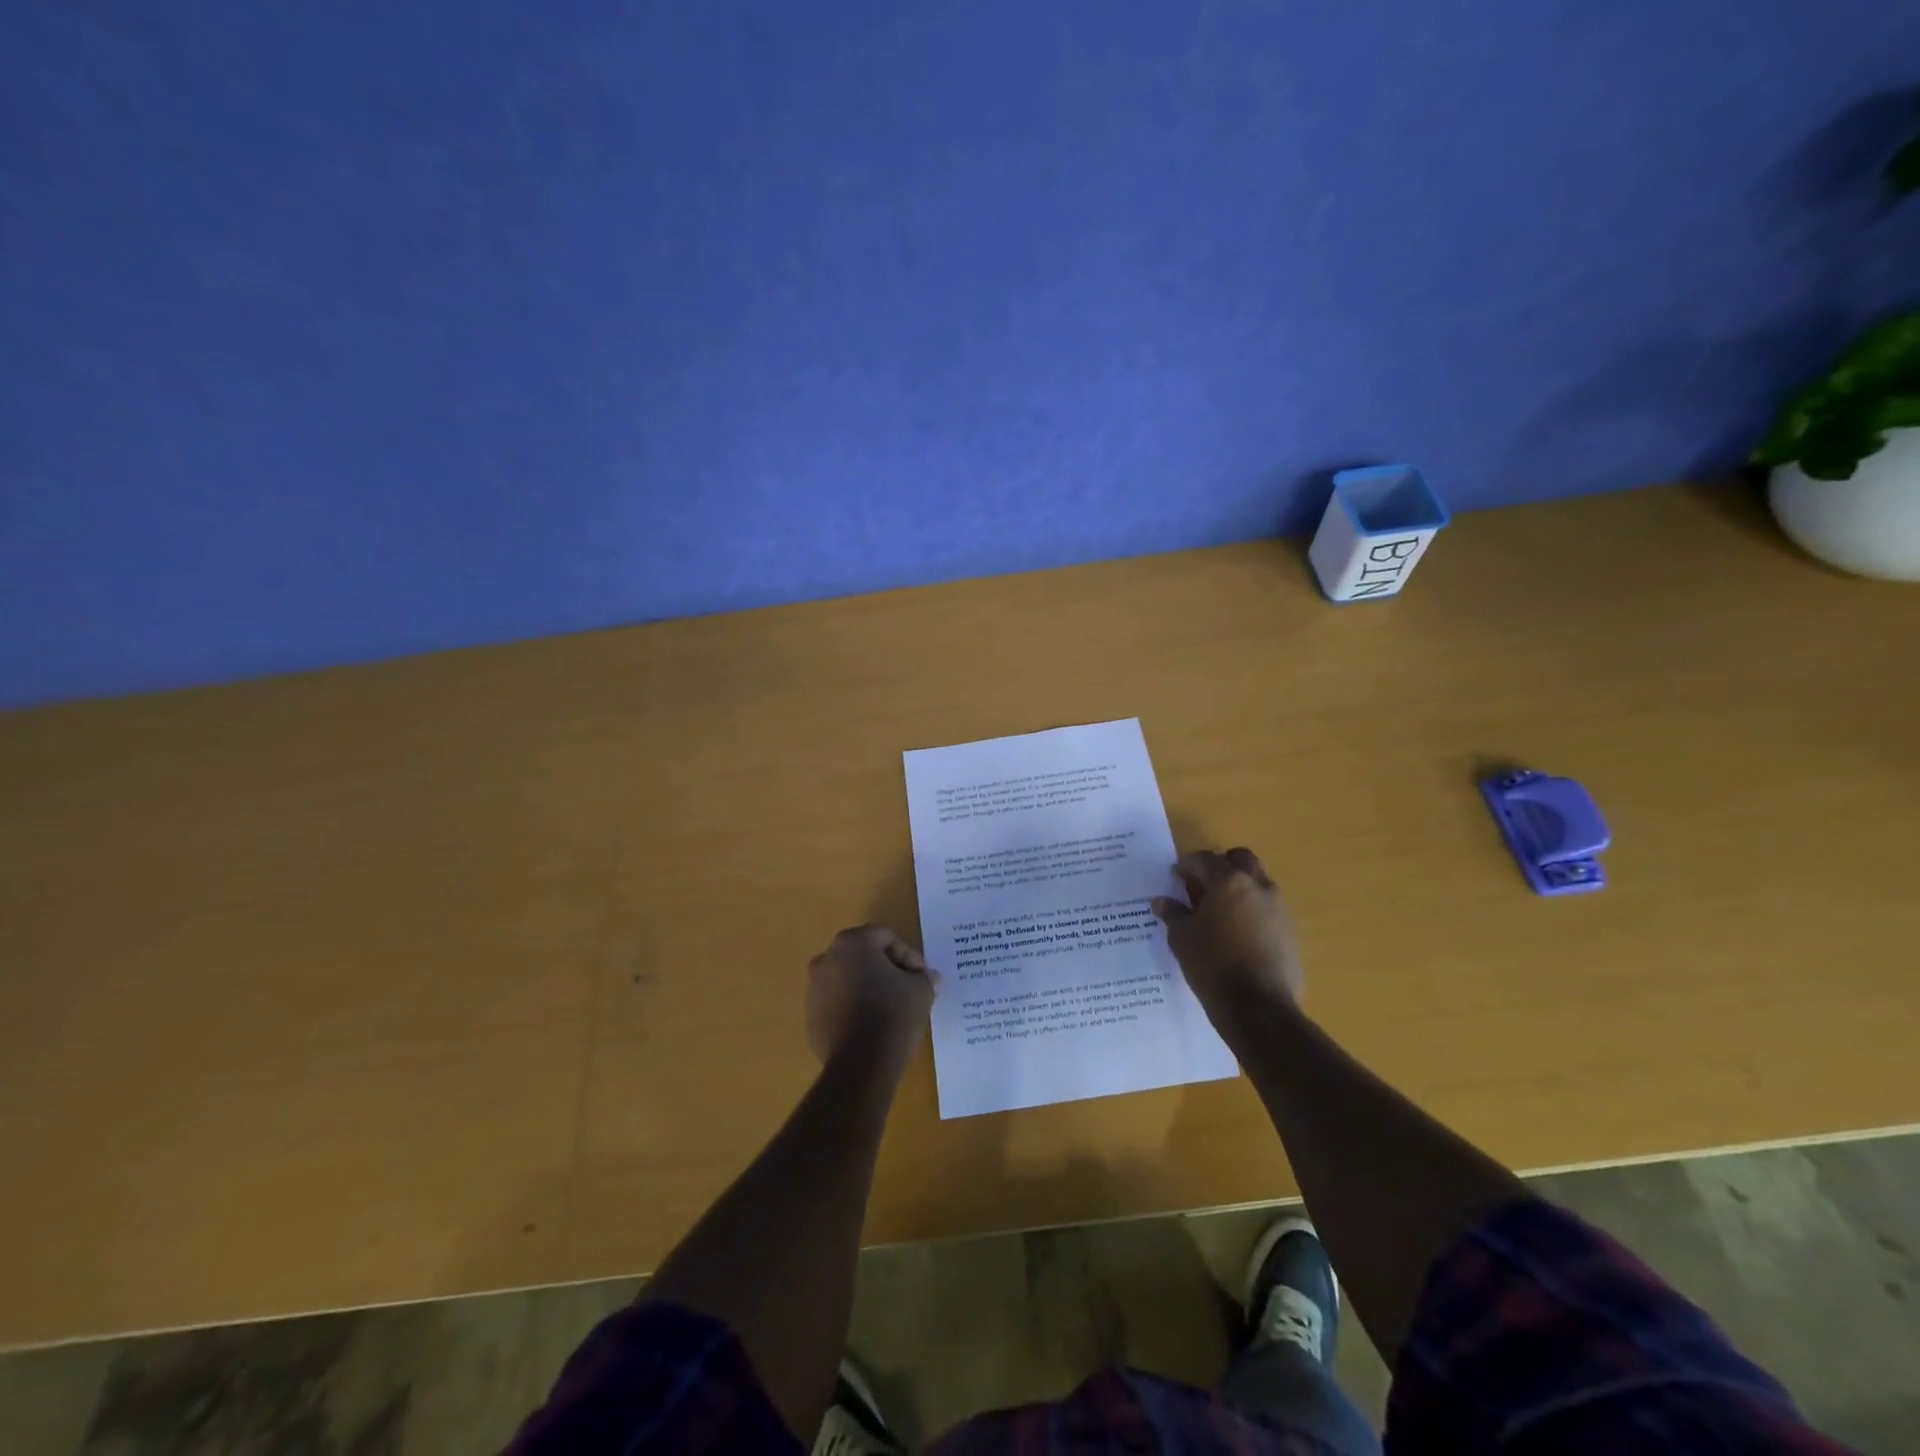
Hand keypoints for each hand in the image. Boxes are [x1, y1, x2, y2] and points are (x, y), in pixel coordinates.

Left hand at [806, 925, 936, 1068]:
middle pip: (864, 956)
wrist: (860, 1065)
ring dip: (868, 989)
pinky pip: (837, 1004)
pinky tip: (871, 1028)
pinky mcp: (810, 1017)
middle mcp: (827, 958)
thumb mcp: (921, 991)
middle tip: (908, 989)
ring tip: (890, 1010)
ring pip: (848, 980)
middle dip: (887, 970)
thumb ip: (924, 977)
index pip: (886, 937)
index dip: (909, 956)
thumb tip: (928, 977)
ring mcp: (814, 989)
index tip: (922, 978)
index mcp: (852, 943)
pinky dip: (853, 1009)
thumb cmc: (892, 1015)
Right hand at [1152, 848, 1302, 1020]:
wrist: (1259, 1009)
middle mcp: (1258, 886)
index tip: (1175, 877)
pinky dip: (1251, 910)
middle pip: (1240, 859)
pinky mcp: (1290, 931)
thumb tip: (1162, 901)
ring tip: (1219, 912)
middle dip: (1220, 866)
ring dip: (1239, 888)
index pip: (1204, 860)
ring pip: (1257, 882)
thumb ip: (1173, 914)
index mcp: (1229, 882)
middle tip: (1202, 886)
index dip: (1186, 865)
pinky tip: (1237, 934)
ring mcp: (1279, 908)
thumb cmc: (1213, 966)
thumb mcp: (1182, 938)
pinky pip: (1268, 908)